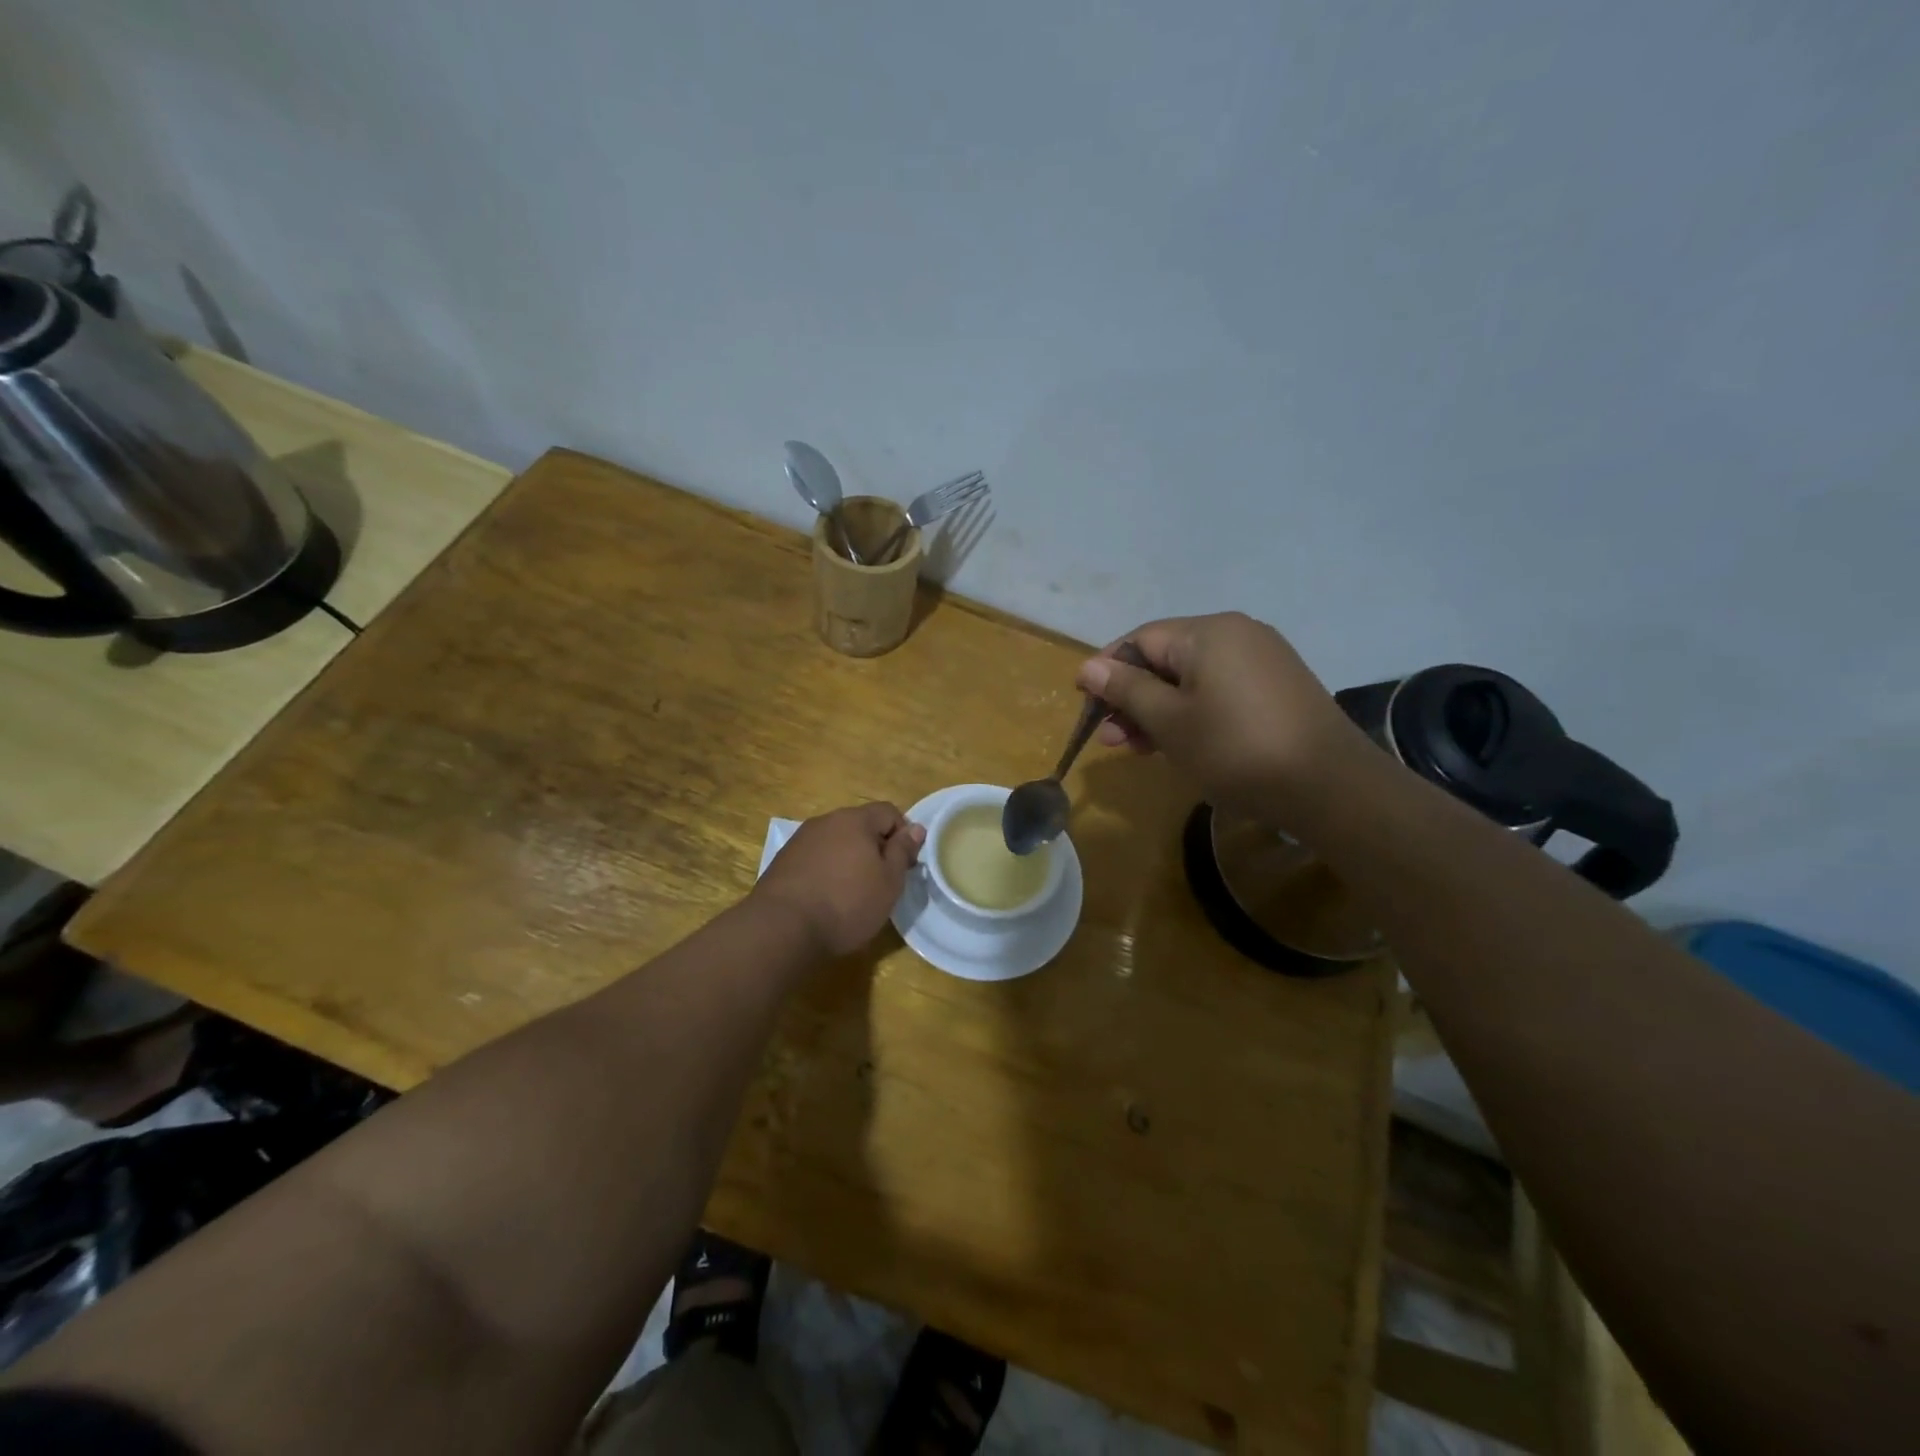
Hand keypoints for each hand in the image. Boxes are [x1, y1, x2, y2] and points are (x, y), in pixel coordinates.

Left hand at [751, 803, 924, 957]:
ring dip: (849, 859)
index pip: (889, 811)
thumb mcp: (889, 881)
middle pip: (860, 825)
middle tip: (882, 881)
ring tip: (853, 893)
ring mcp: (800, 840)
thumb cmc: (846, 903)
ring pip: (836, 842)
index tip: (904, 865)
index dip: (903, 835)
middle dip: (875, 847)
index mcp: (855, 819)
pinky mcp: (783, 861)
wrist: (782, 928)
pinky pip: (816, 858)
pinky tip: (826, 898)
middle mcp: (826, 821)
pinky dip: (827, 871)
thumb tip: (915, 828)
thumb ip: (902, 851)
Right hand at [1075, 613, 1371, 823]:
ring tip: (1135, 749)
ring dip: (1158, 710)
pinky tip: (1177, 744)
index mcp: (1209, 632)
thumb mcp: (1170, 721)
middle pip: (1165, 659)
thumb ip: (1127, 690)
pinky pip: (1218, 691)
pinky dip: (1191, 714)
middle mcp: (1237, 634)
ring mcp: (1262, 661)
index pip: (1140, 639)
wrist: (1329, 787)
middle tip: (1110, 739)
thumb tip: (1089, 666)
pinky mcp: (1276, 688)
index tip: (1086, 705)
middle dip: (1132, 697)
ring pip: (1191, 679)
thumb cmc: (1236, 749)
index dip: (1107, 669)